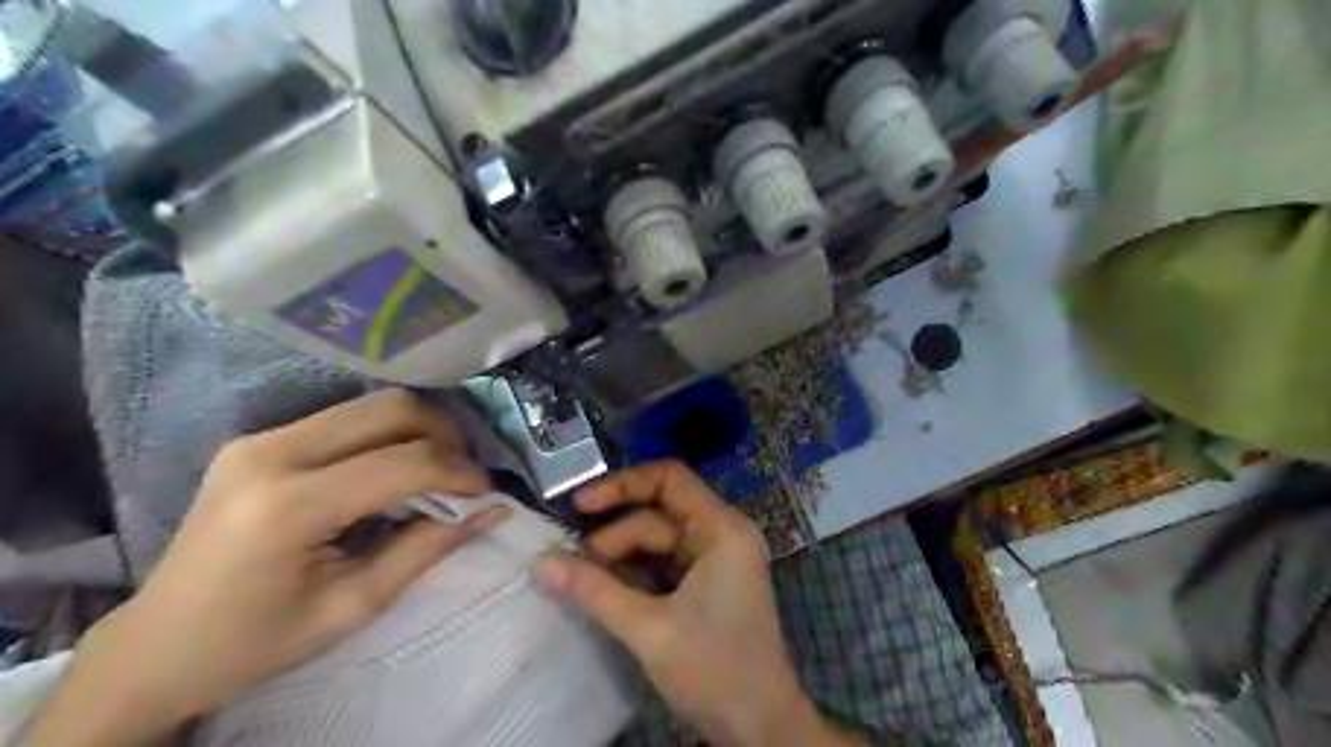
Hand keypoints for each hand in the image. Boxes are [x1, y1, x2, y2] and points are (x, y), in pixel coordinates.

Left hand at [25, 390, 512, 745]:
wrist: (156, 647)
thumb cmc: (257, 642)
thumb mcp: (354, 606)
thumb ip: (427, 549)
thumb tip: (493, 512)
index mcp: (290, 506)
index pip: (404, 462)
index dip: (459, 473)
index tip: (485, 494)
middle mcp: (272, 454)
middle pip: (391, 409)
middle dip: (444, 436)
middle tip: (462, 476)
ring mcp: (259, 439)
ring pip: (371, 405)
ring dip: (418, 431)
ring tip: (435, 471)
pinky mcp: (258, 440)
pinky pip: (345, 419)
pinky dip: (386, 436)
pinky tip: (392, 470)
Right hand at [535, 461, 870, 745]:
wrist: (760, 728)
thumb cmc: (715, 670)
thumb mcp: (649, 628)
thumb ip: (593, 591)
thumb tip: (539, 564)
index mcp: (722, 530)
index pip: (670, 479)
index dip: (622, 485)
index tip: (580, 506)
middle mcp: (722, 534)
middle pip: (658, 515)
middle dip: (614, 536)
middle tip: (570, 563)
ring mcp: (716, 560)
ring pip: (657, 541)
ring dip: (620, 558)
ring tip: (581, 580)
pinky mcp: (707, 584)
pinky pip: (664, 565)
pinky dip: (634, 575)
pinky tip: (605, 590)